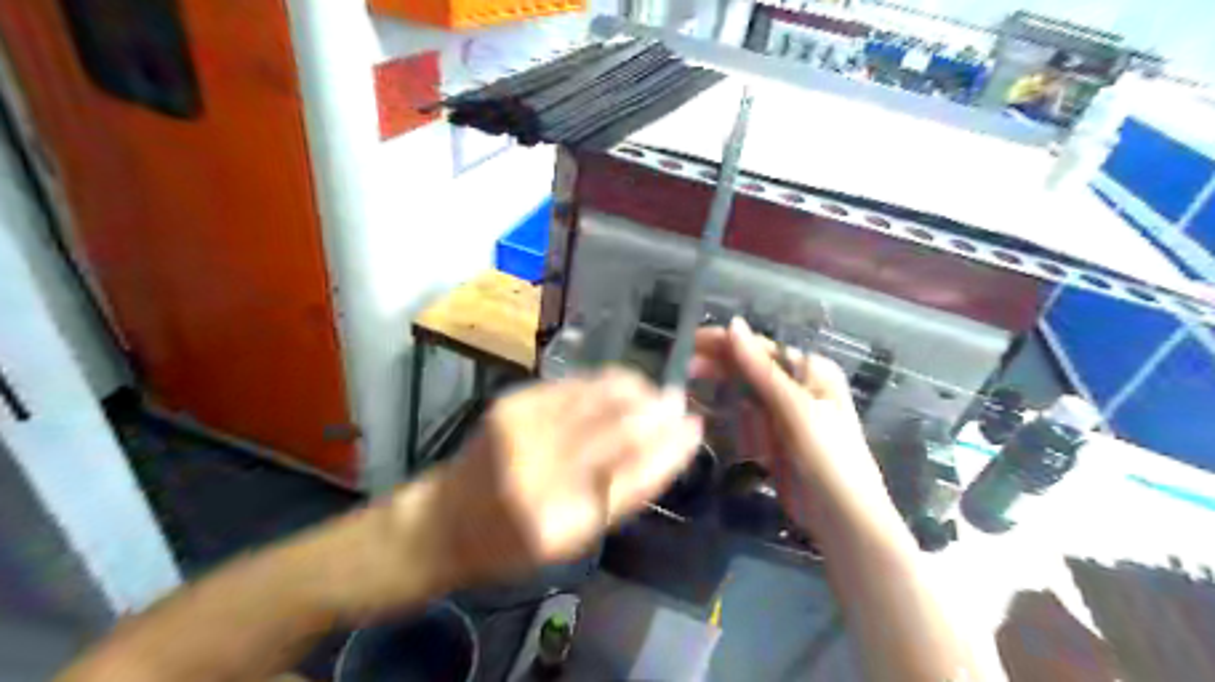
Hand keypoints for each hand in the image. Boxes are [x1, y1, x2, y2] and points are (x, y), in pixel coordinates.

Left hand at [401, 370, 696, 588]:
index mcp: (559, 524)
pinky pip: (573, 386)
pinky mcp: (512, 403)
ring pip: (597, 400)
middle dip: (658, 413)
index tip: (694, 430)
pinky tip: (622, 384)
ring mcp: (522, 431)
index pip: (632, 480)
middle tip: (680, 404)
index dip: (670, 450)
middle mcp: (539, 474)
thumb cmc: (513, 542)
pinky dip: (605, 383)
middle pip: (617, 431)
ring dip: (635, 392)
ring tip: (655, 393)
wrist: (446, 518)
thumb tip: (665, 451)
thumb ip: (618, 497)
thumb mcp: (571, 539)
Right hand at [688, 319, 894, 537]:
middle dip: (717, 364)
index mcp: (810, 371)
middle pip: (750, 368)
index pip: (762, 348)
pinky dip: (723, 411)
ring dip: (716, 385)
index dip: (726, 342)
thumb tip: (733, 324)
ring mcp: (782, 413)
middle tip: (681, 364)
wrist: (843, 519)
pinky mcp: (771, 437)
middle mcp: (796, 386)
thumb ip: (762, 370)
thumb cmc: (829, 457)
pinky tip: (700, 407)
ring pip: (743, 391)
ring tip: (684, 382)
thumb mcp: (796, 408)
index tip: (690, 340)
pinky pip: (743, 417)